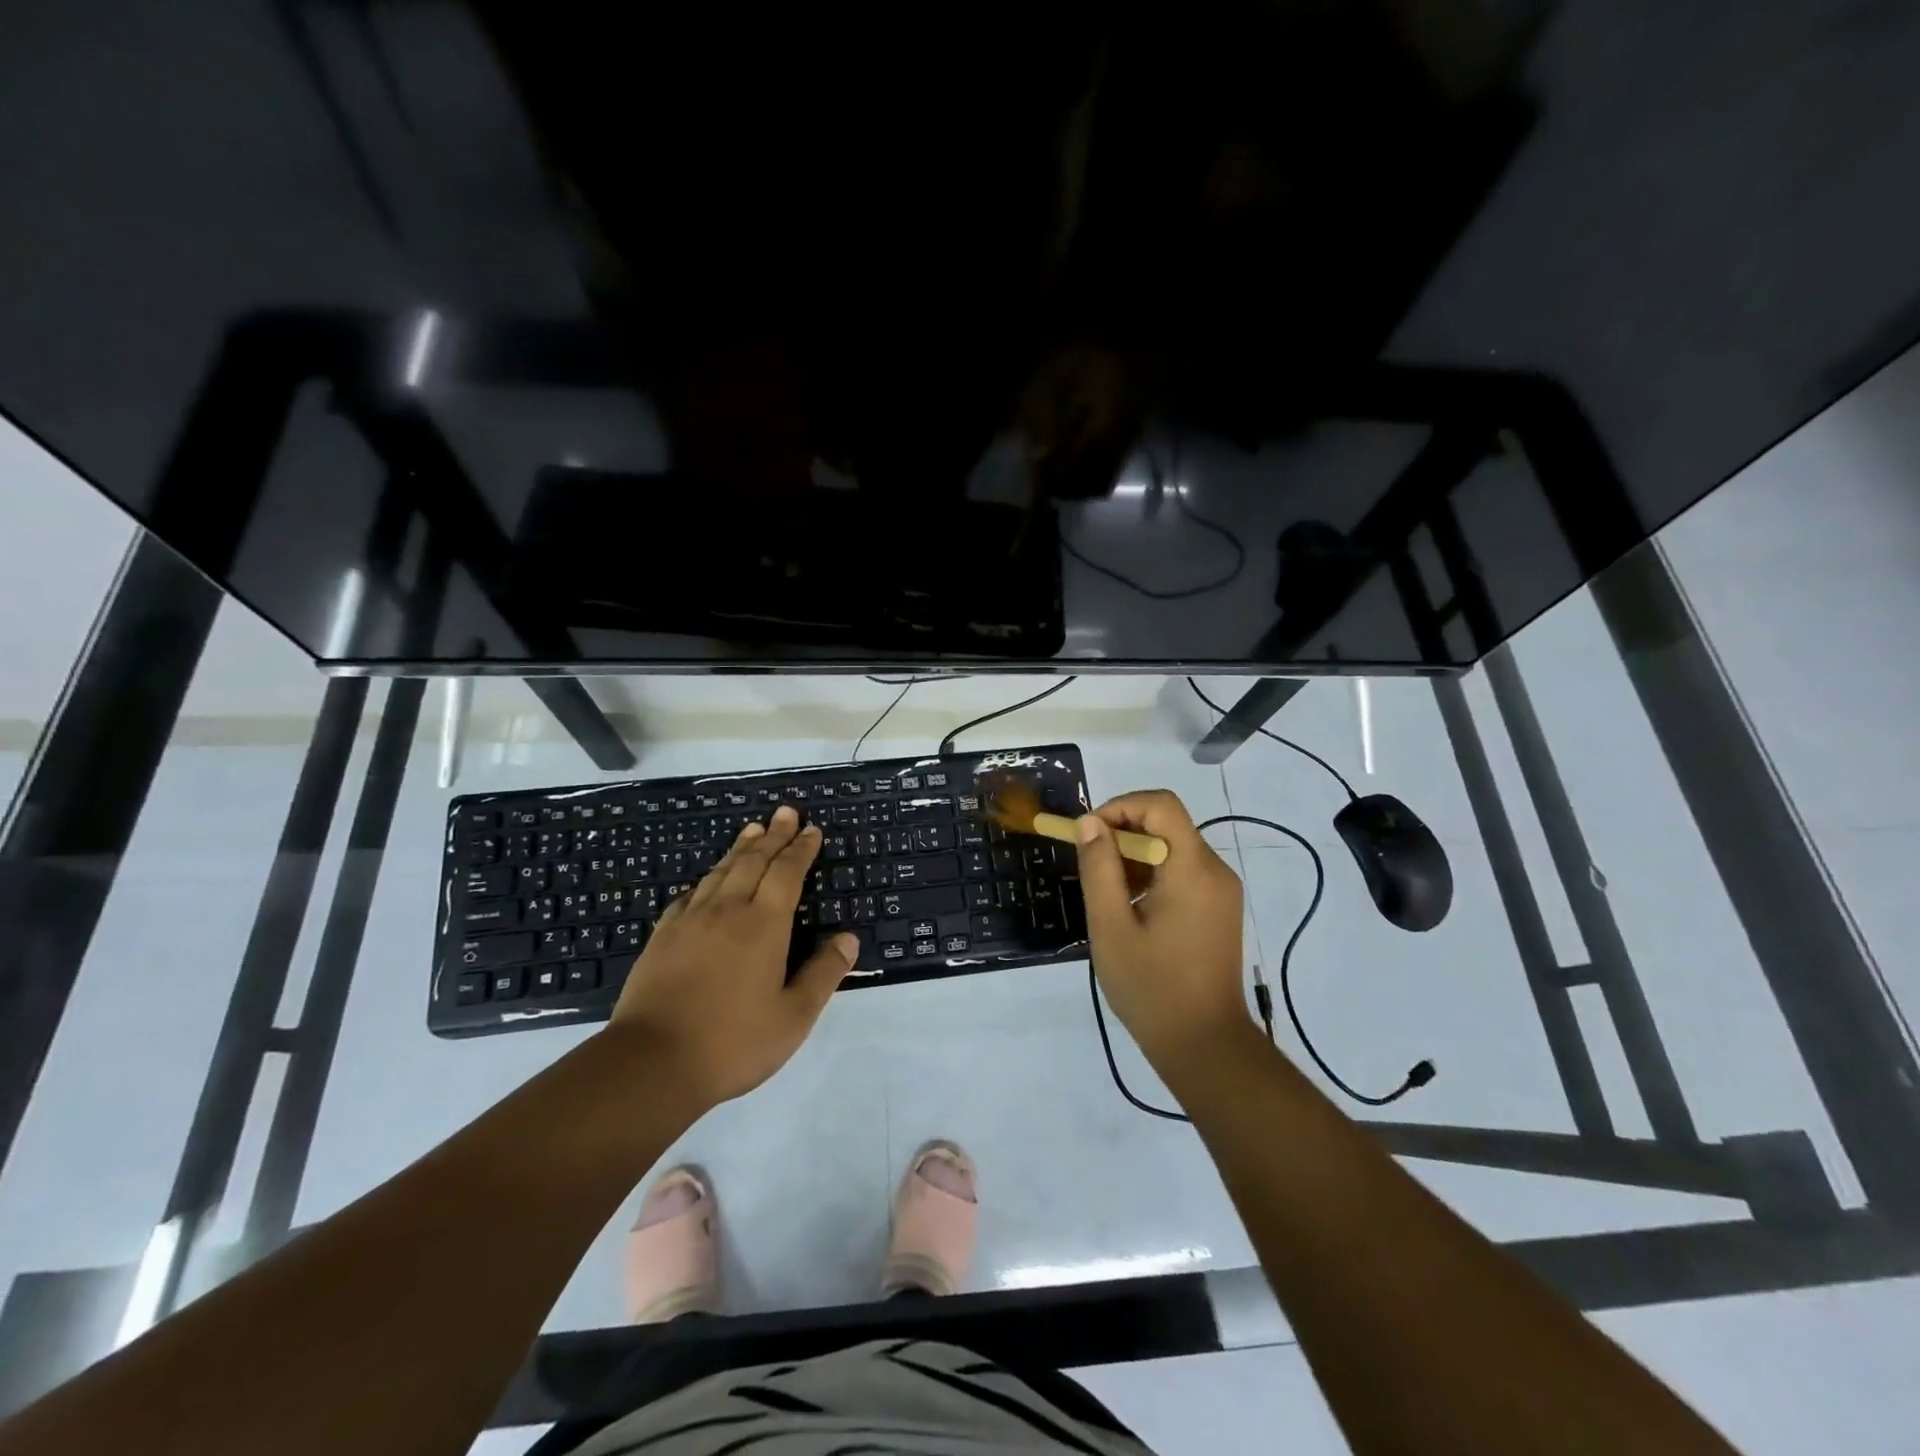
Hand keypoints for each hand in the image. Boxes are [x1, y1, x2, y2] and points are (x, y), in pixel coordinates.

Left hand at [608, 805, 855, 1107]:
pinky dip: (706, 880)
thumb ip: (823, 974)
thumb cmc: (733, 1042)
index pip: (787, 873)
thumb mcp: (793, 1017)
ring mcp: (690, 921)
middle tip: (785, 812)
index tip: (811, 829)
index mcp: (764, 925)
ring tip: (752, 830)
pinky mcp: (662, 937)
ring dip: (740, 848)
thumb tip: (849, 938)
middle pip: (753, 861)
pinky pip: (690, 895)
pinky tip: (706, 881)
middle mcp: (728, 911)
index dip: (801, 849)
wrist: (650, 1063)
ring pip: (720, 872)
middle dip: (773, 835)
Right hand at [1074, 789, 1252, 1071]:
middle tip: (1090, 868)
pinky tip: (1130, 909)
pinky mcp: (1219, 908)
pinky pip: (1182, 871)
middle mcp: (1215, 870)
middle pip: (1167, 824)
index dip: (1120, 807)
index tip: (1089, 835)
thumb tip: (1090, 823)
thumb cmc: (1152, 988)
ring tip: (1107, 894)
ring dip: (1134, 856)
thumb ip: (1099, 868)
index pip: (1161, 805)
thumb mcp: (1111, 927)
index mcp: (1192, 869)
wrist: (1205, 1045)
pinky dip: (1152, 875)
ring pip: (1172, 847)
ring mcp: (1221, 890)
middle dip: (1122, 834)